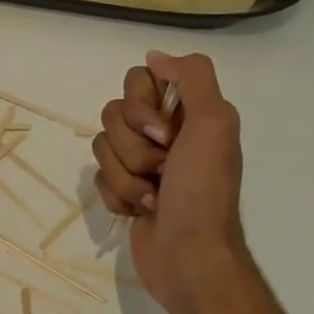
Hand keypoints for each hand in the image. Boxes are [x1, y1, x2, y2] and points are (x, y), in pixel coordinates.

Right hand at [93, 51, 246, 313]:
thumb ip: (192, 76)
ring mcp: (141, 163)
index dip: (141, 107)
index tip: (164, 133)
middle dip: (133, 148)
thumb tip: (154, 56)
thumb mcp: (214, 122)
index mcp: (186, 111)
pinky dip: (119, 197)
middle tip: (163, 168)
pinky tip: (141, 212)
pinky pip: (99, 179)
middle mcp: (163, 132)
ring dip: (127, 177)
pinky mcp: (125, 191)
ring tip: (154, 197)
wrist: (190, 257)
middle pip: (113, 114)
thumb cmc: (202, 191)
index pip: (137, 80)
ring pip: (102, 147)